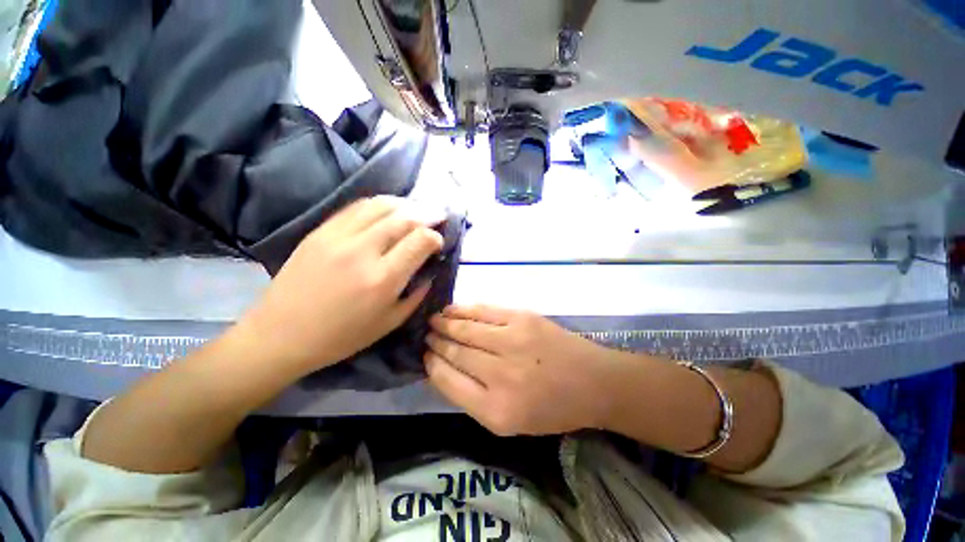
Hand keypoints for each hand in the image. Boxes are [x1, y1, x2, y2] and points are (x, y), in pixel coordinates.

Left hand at [231, 196, 444, 374]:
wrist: (282, 334)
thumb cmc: (341, 336)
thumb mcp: (390, 322)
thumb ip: (416, 294)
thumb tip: (429, 270)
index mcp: (383, 278)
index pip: (420, 240)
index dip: (436, 236)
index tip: (439, 242)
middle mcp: (363, 251)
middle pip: (405, 217)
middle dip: (428, 213)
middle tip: (438, 214)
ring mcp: (338, 237)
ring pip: (381, 205)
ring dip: (405, 204)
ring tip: (417, 208)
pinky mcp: (320, 231)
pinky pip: (356, 207)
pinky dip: (378, 204)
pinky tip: (388, 208)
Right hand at [424, 305, 615, 435]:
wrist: (592, 382)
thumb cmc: (551, 408)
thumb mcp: (510, 422)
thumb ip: (473, 399)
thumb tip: (443, 369)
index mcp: (495, 411)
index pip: (448, 382)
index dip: (432, 366)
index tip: (425, 356)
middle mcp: (500, 375)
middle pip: (455, 352)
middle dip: (435, 342)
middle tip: (426, 335)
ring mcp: (512, 342)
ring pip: (466, 329)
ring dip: (445, 323)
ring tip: (433, 320)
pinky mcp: (522, 319)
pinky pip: (484, 311)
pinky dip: (464, 309)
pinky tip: (453, 309)